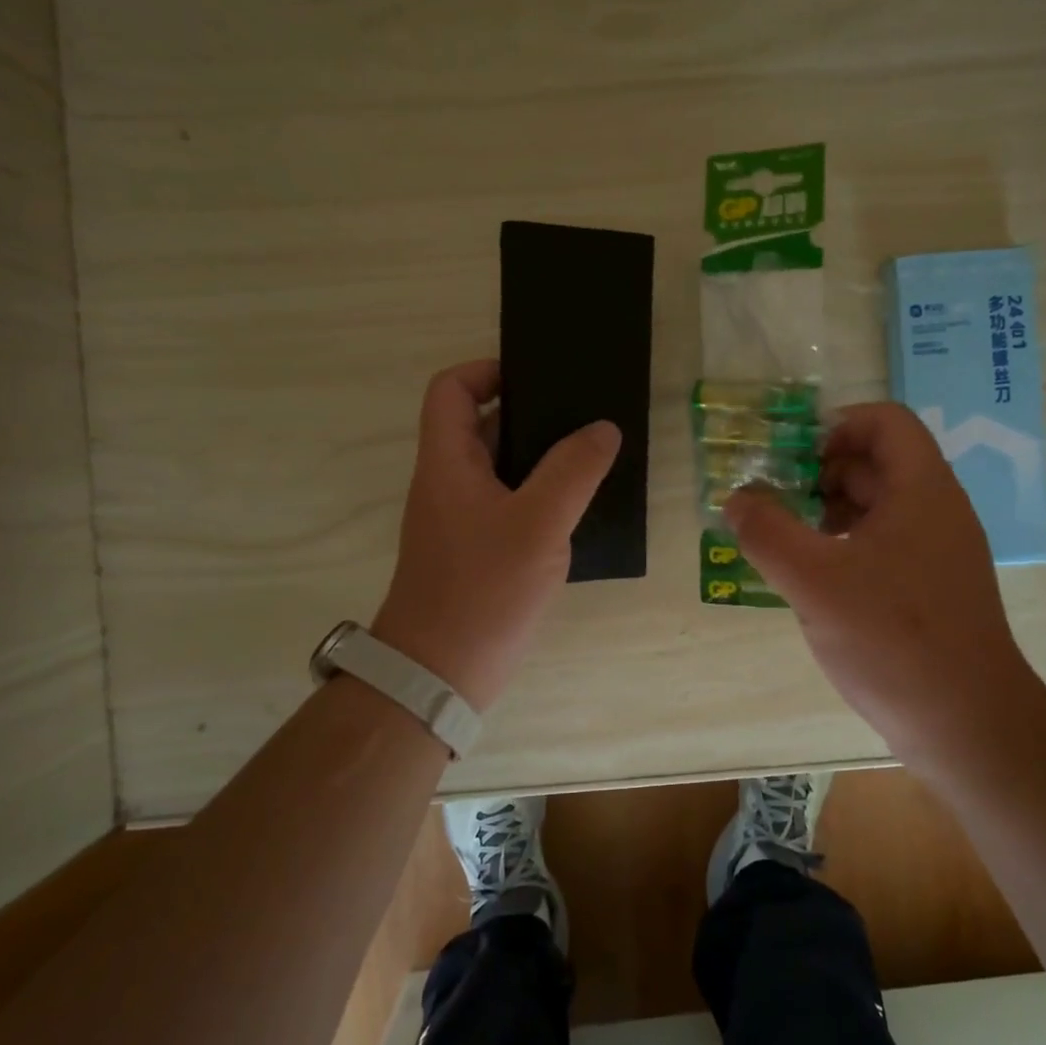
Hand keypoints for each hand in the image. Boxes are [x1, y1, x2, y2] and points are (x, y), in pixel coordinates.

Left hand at [371, 360, 619, 710]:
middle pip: (482, 425)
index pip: (450, 389)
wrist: (441, 673)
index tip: (538, 378)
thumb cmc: (483, 590)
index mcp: (448, 462)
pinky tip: (580, 507)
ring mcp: (463, 519)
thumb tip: (603, 428)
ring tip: (594, 454)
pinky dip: (541, 496)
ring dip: (542, 458)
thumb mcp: (537, 524)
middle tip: (585, 414)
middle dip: (532, 413)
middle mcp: (450, 483)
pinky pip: (510, 504)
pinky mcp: (478, 550)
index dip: (487, 371)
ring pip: (502, 468)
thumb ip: (573, 471)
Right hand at [722, 403, 1031, 768]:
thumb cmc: (893, 639)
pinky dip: (844, 547)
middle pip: (876, 463)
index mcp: (921, 490)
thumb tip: (737, 500)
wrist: (968, 725)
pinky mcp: (931, 589)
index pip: (884, 421)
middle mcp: (936, 511)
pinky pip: (883, 546)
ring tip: (784, 542)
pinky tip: (813, 581)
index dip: (835, 426)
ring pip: (877, 508)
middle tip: (773, 501)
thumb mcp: (814, 581)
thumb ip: (767, 532)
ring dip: (827, 512)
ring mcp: (937, 552)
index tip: (791, 459)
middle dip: (819, 473)